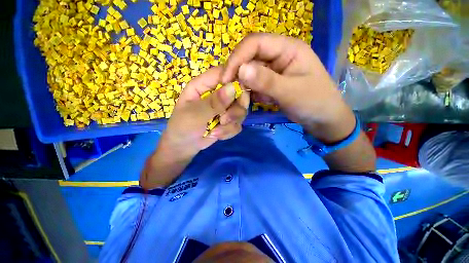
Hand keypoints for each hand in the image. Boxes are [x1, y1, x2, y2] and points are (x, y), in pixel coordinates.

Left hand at [140, 66, 249, 188]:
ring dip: (231, 123)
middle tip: (225, 120)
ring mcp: (225, 108)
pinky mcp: (229, 120)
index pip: (224, 72)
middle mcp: (218, 94)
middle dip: (235, 109)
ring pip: (241, 110)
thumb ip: (213, 103)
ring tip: (216, 132)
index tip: (238, 94)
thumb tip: (233, 88)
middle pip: (239, 92)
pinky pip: (238, 123)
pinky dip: (229, 132)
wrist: (184, 147)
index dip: (235, 78)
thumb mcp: (194, 115)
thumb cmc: (182, 127)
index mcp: (204, 85)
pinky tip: (217, 135)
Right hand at [222, 33, 355, 143]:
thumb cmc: (314, 102)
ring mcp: (274, 71)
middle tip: (229, 90)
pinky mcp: (271, 83)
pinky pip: (255, 84)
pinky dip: (250, 92)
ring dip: (243, 85)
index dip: (237, 58)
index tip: (226, 78)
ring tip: (241, 98)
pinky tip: (252, 101)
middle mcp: (279, 56)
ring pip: (250, 72)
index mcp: (288, 48)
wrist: (323, 119)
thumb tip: (241, 70)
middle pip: (250, 57)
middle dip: (238, 72)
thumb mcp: (291, 92)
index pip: (255, 43)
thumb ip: (267, 81)